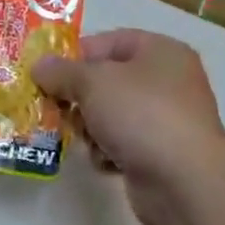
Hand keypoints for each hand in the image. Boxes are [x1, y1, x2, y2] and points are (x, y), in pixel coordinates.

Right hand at [34, 29, 224, 224]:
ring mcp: (166, 119)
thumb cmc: (141, 115)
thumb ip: (61, 71)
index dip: (76, 55)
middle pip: (107, 79)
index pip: (108, 41)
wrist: (185, 183)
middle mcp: (167, 81)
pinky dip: (108, 150)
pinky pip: (122, 143)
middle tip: (55, 106)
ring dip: (90, 126)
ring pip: (111, 113)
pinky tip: (104, 161)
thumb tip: (39, 66)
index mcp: (160, 51)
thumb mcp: (92, 82)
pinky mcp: (160, 154)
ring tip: (82, 137)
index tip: (48, 73)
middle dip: (78, 95)